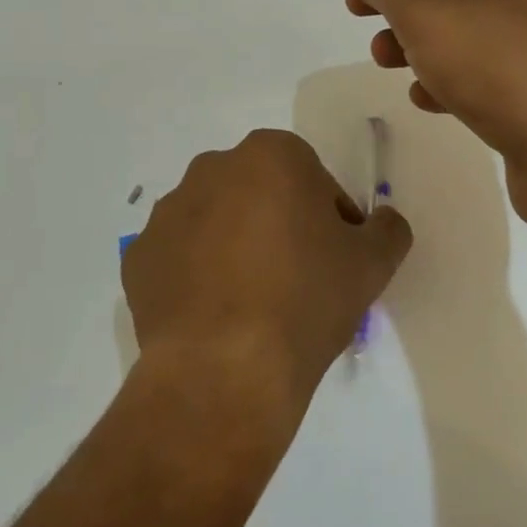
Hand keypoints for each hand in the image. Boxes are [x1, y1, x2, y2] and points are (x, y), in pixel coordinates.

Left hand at [122, 130, 411, 440]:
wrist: (225, 370)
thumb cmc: (306, 301)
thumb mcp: (373, 265)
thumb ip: (388, 229)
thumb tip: (382, 222)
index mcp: (271, 156)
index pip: (314, 179)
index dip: (331, 219)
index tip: (336, 259)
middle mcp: (212, 169)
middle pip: (261, 193)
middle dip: (280, 225)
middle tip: (297, 279)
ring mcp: (167, 213)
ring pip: (217, 222)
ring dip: (236, 247)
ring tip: (252, 303)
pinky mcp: (138, 257)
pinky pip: (180, 257)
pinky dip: (197, 276)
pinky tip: (215, 316)